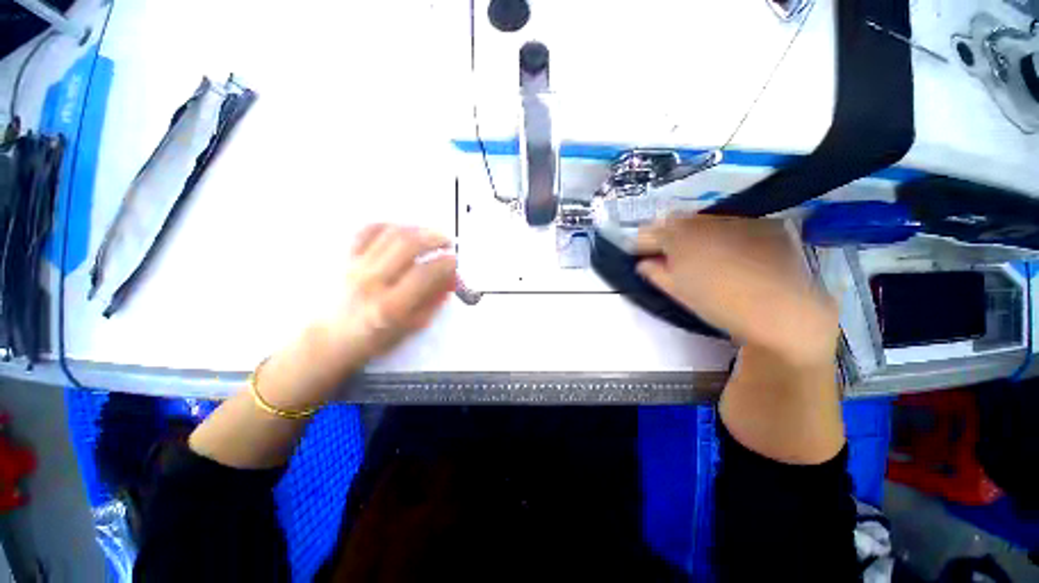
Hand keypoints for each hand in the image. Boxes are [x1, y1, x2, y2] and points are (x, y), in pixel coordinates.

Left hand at [261, 224, 456, 409]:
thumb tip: (451, 278)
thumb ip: (434, 301)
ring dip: (416, 228)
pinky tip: (402, 230)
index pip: (425, 273)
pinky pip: (366, 231)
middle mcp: (371, 282)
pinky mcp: (343, 258)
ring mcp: (354, 266)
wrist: (327, 340)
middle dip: (435, 237)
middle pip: (407, 245)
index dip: (446, 263)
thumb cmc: (373, 340)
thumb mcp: (411, 328)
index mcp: (391, 306)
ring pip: (389, 233)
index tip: (455, 260)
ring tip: (430, 233)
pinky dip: (389, 225)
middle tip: (447, 241)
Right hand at [636, 215, 837, 366]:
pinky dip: (720, 234)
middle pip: (674, 221)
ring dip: (692, 233)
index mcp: (678, 238)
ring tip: (700, 255)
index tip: (640, 255)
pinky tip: (730, 253)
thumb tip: (643, 264)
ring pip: (701, 220)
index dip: (641, 244)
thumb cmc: (720, 305)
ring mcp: (733, 220)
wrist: (781, 310)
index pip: (648, 233)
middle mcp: (703, 221)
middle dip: (666, 236)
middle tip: (668, 256)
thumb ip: (656, 273)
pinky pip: (728, 224)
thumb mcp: (679, 292)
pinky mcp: (759, 224)